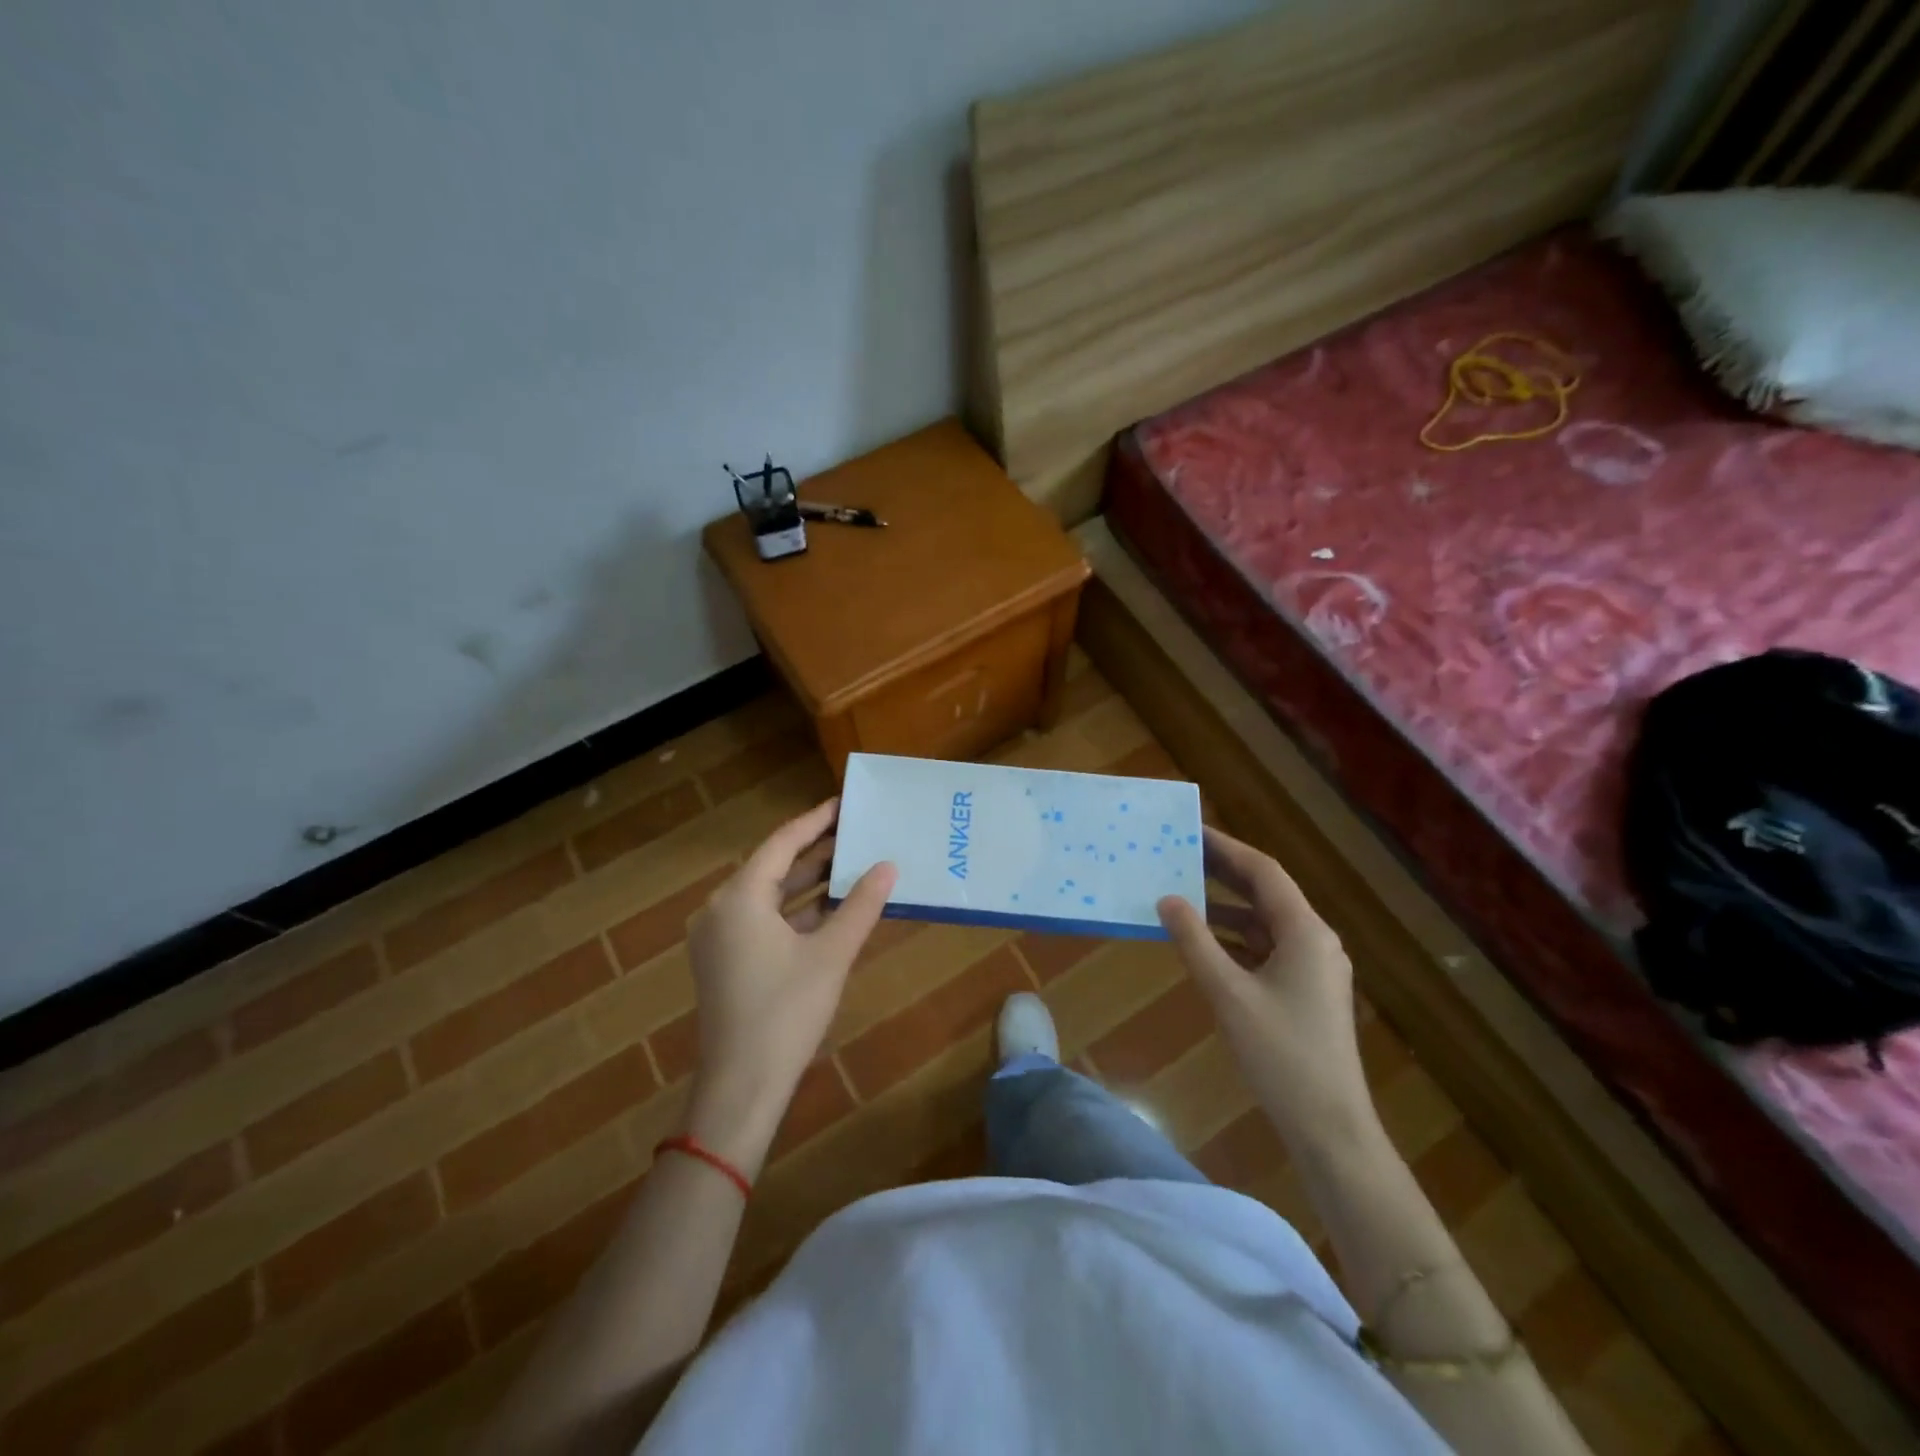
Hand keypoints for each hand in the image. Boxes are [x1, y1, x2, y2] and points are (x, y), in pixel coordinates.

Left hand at [683, 799, 895, 1178]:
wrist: (741, 1087)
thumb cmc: (786, 1012)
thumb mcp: (831, 954)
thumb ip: (861, 905)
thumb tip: (889, 866)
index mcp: (739, 898)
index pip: (781, 843)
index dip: (815, 821)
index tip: (844, 803)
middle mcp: (721, 909)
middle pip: (773, 866)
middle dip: (815, 851)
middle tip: (856, 832)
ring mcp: (719, 937)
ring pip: (769, 896)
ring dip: (807, 883)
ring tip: (851, 864)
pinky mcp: (724, 961)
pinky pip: (763, 920)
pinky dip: (796, 912)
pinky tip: (831, 909)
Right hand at [1157, 826, 1373, 1152]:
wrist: (1330, 1127)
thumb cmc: (1280, 1054)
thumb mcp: (1228, 994)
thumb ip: (1195, 941)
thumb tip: (1167, 899)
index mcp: (1305, 932)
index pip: (1263, 872)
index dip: (1226, 847)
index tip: (1191, 830)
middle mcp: (1314, 940)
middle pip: (1266, 893)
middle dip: (1224, 873)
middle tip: (1180, 855)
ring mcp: (1313, 968)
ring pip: (1265, 922)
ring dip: (1227, 908)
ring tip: (1183, 894)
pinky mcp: (1306, 992)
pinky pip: (1267, 948)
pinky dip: (1235, 939)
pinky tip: (1204, 942)